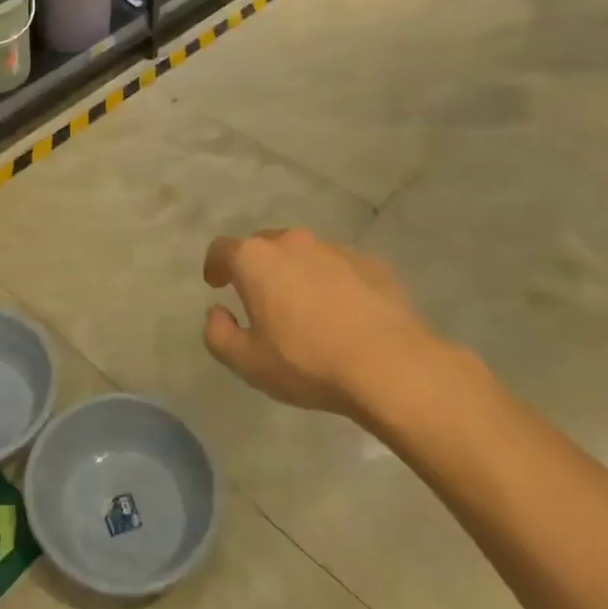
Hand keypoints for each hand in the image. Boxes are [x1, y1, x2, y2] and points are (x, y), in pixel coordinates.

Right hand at [202, 229, 442, 425]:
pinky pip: (339, 267)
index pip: (222, 249)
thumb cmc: (307, 361)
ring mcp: (334, 249)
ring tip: (305, 308)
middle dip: (256, 267)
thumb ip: (218, 334)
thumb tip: (218, 312)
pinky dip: (332, 282)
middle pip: (263, 245)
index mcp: (256, 259)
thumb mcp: (247, 362)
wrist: (392, 366)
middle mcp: (292, 242)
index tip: (217, 283)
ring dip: (296, 273)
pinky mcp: (371, 263)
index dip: (215, 265)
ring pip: (304, 254)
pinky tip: (343, 314)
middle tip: (260, 299)